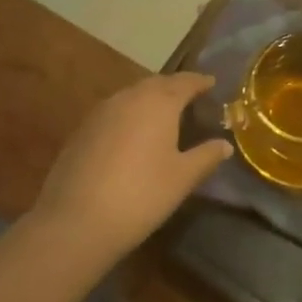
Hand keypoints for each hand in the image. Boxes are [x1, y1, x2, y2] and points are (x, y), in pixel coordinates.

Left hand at [29, 73, 232, 269]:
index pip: (185, 82)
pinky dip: (129, 114)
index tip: (211, 83)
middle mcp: (129, 97)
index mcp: (159, 102)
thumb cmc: (141, 195)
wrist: (77, 220)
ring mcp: (101, 111)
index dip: (200, 81)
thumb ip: (206, 156)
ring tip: (162, 114)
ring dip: (149, 99)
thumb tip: (225, 144)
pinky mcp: (82, 129)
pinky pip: (114, 111)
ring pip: (132, 95)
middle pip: (156, 83)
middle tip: (189, 97)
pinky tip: (132, 134)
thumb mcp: (182, 178)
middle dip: (174, 87)